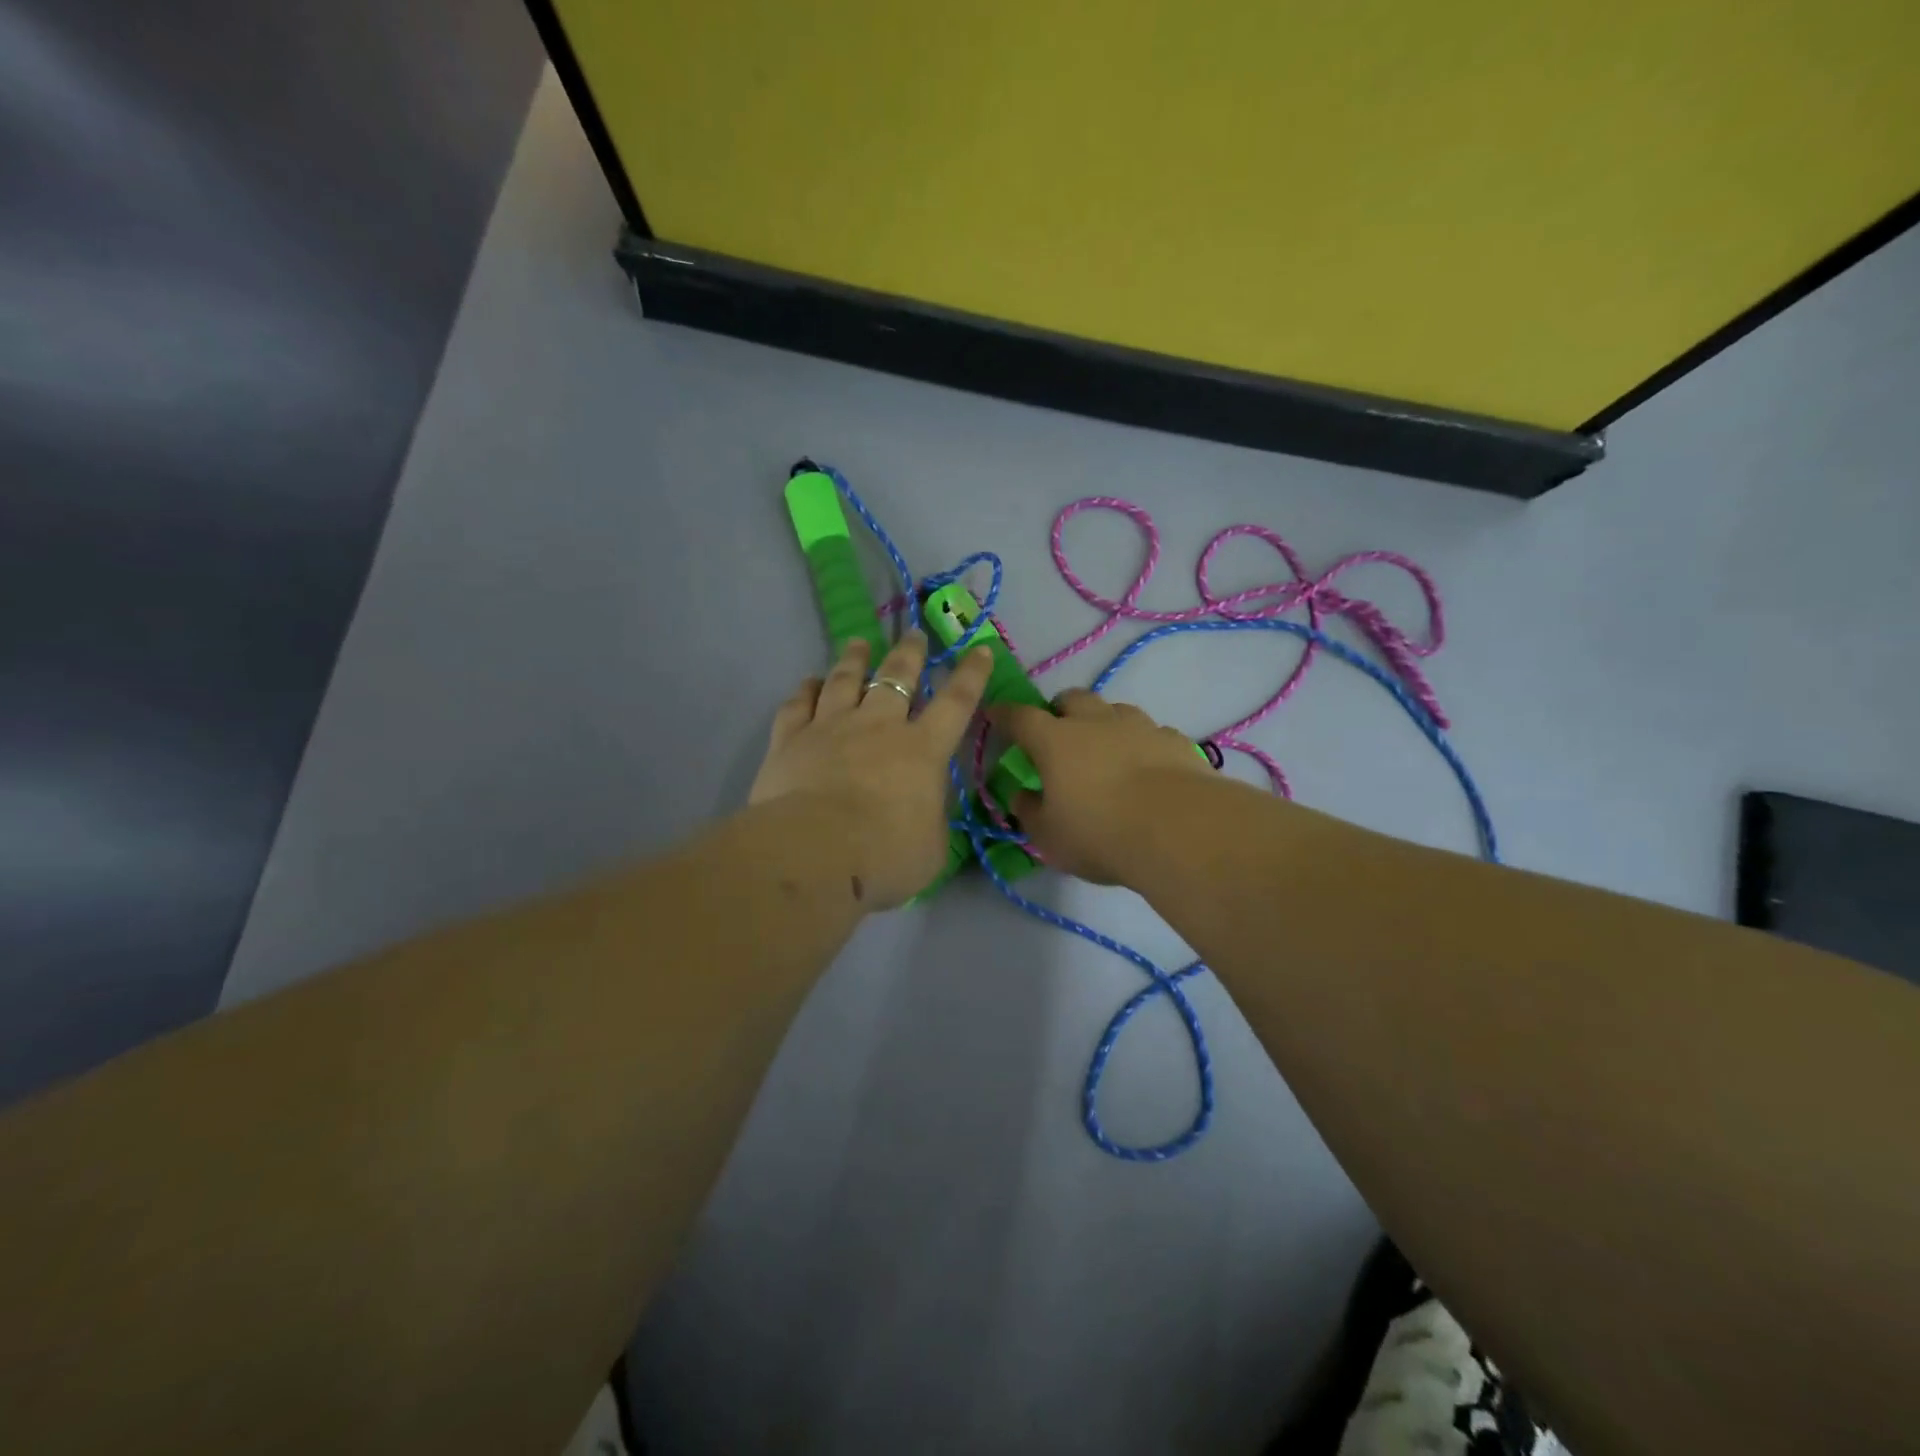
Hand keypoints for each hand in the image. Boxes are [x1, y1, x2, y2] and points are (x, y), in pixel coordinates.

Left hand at [750, 633, 992, 908]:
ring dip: (854, 659)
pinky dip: (804, 690)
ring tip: (859, 643)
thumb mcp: (932, 848)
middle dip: (909, 653)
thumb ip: (931, 820)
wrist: (813, 853)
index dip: (971, 675)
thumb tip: (923, 808)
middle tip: (914, 634)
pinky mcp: (789, 739)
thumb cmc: (884, 856)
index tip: (978, 649)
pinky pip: (798, 704)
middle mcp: (877, 727)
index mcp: (922, 750)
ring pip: (844, 681)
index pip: (955, 703)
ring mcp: (830, 727)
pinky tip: (809, 682)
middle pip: (896, 678)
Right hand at [989, 690, 1210, 883]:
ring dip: (1103, 721)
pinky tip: (1145, 764)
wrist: (1179, 829)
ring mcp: (1139, 727)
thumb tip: (1023, 795)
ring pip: (1114, 709)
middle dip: (1059, 709)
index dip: (1005, 715)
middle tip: (1057, 731)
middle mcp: (1095, 723)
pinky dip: (1140, 742)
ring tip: (1104, 746)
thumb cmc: (1100, 834)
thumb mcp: (1049, 836)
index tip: (996, 714)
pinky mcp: (1174, 741)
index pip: (1020, 717)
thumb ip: (1030, 811)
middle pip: (1072, 699)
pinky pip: (1151, 731)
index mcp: (1055, 741)